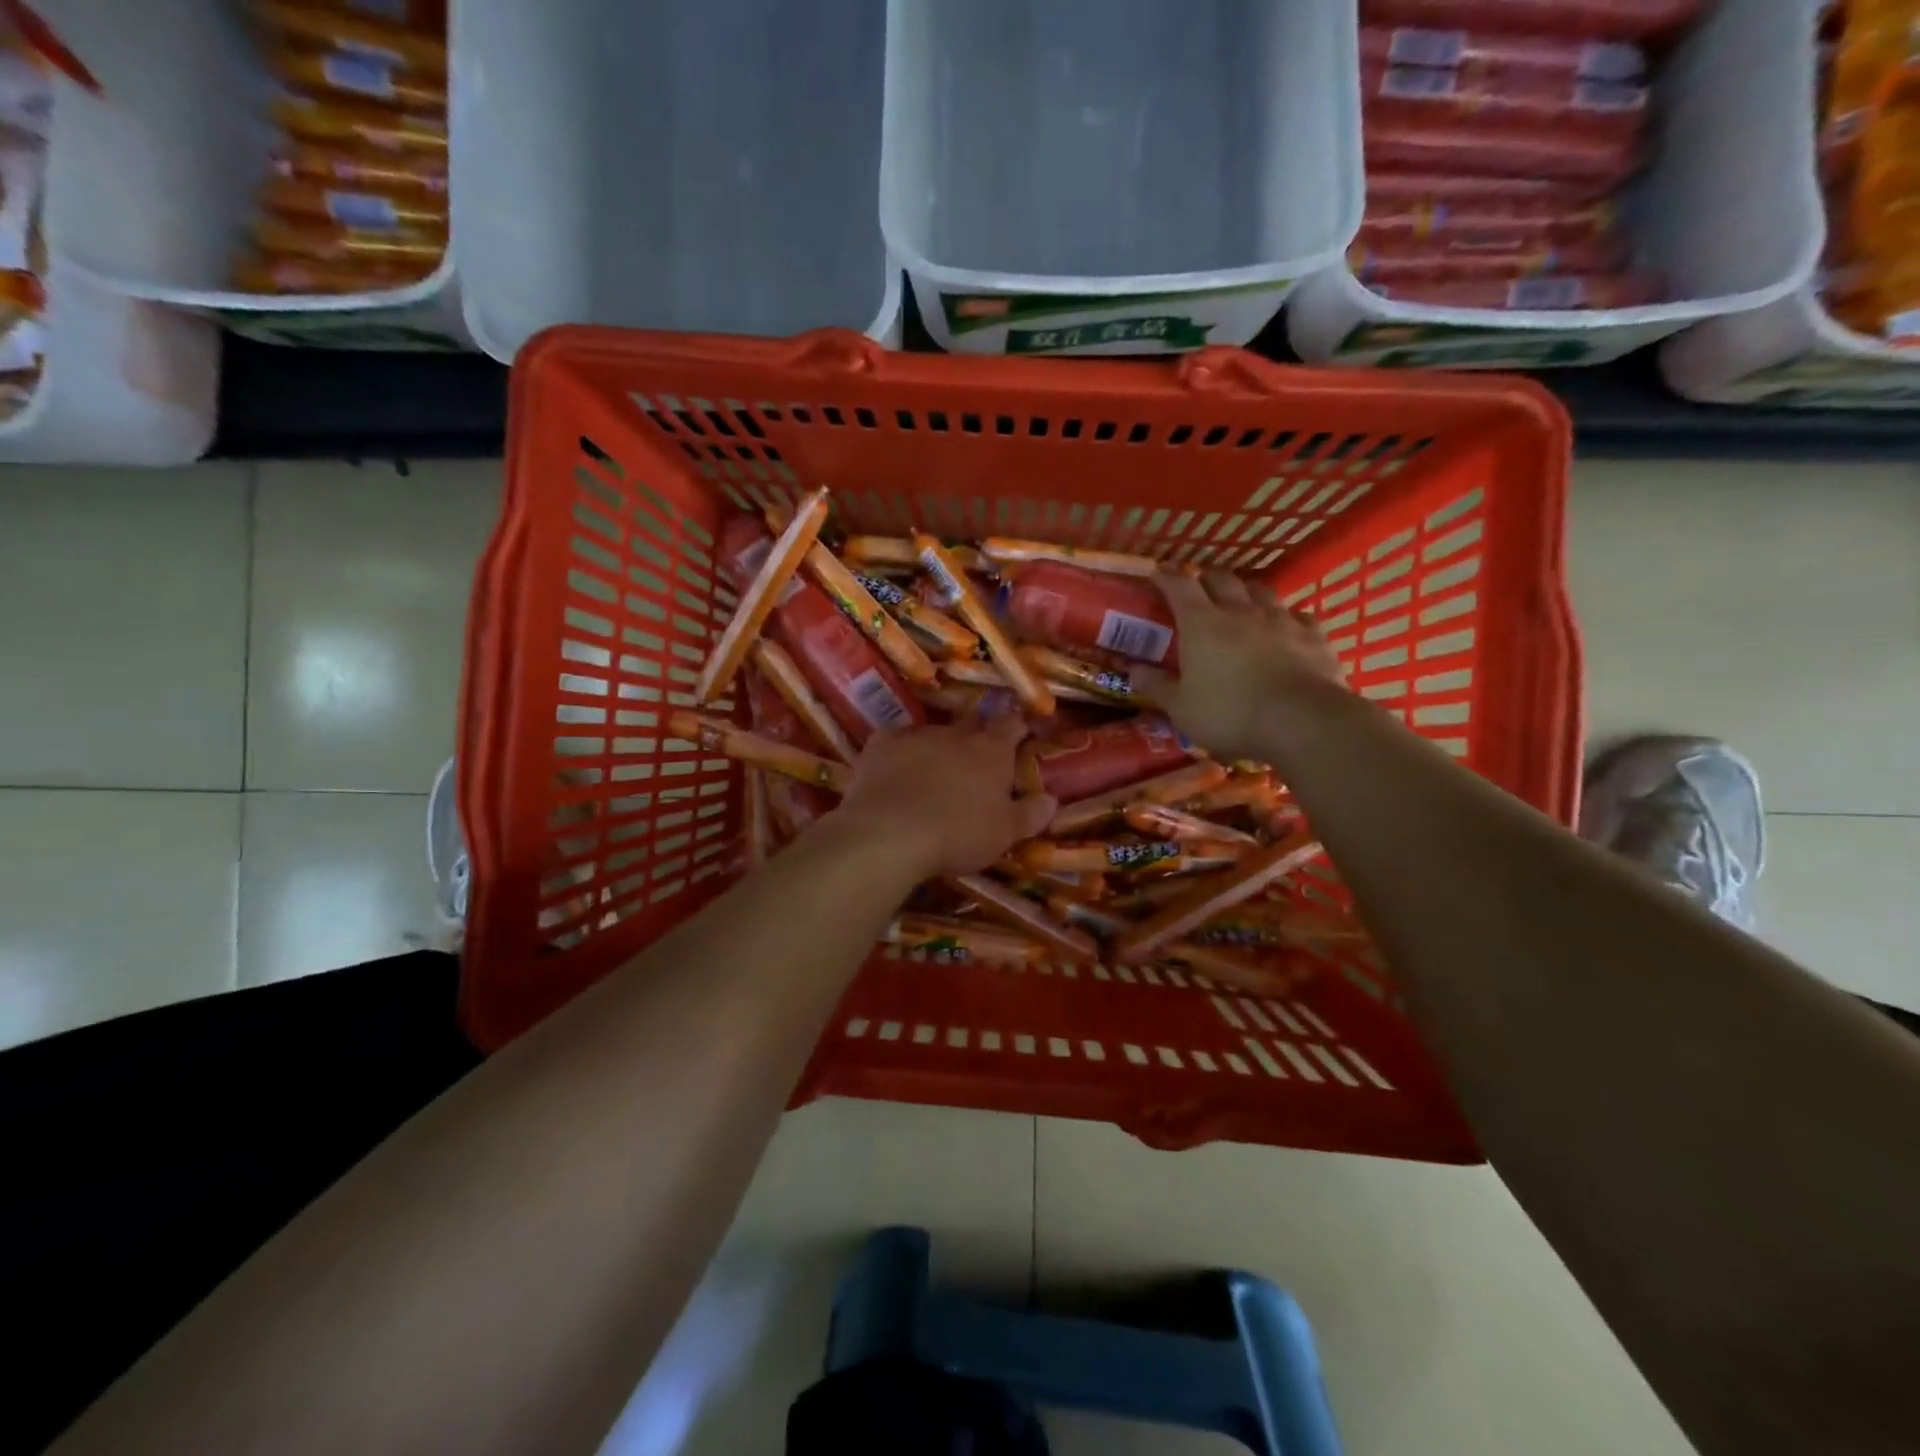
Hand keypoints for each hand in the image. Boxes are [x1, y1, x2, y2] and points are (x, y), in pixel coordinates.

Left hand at [830, 716, 1057, 878]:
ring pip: (932, 733)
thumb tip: (1051, 799)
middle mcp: (956, 734)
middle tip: (975, 763)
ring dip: (937, 748)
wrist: (890, 834)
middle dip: (976, 739)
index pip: (1011, 724)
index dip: (1017, 727)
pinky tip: (894, 771)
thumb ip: (1030, 814)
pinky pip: (894, 741)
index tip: (1019, 735)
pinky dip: (899, 753)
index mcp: (991, 751)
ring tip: (932, 774)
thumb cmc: (958, 834)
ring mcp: (916, 735)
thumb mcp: (1005, 834)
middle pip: (971, 725)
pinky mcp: (880, 744)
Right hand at [1132, 570, 1348, 762]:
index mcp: (1201, 623)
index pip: (1179, 585)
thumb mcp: (1181, 708)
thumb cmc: (1229, 713)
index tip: (1157, 571)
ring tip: (1241, 601)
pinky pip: (1298, 615)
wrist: (1301, 721)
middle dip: (1207, 578)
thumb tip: (1132, 670)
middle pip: (1222, 579)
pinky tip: (1286, 627)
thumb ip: (1156, 686)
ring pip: (1261, 591)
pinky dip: (1287, 617)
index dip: (1166, 575)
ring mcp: (1281, 619)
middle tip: (1199, 586)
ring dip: (1247, 592)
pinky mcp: (1313, 635)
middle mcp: (1240, 611)